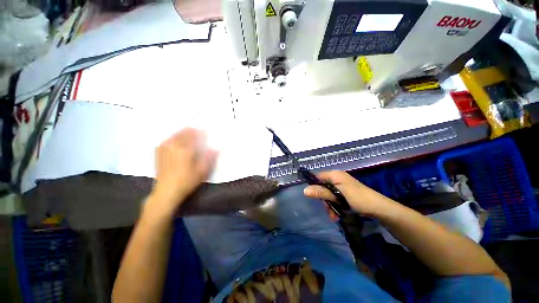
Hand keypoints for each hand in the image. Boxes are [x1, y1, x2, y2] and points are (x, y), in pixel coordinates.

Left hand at [150, 128, 216, 213]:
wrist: (167, 191)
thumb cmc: (187, 181)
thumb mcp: (202, 171)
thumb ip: (209, 158)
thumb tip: (216, 148)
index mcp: (185, 149)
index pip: (193, 135)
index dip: (200, 132)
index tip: (205, 131)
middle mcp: (173, 146)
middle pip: (182, 133)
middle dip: (190, 130)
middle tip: (197, 130)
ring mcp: (164, 149)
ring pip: (174, 135)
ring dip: (181, 133)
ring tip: (187, 133)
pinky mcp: (159, 154)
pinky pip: (166, 140)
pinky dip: (173, 138)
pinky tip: (175, 140)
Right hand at [303, 170, 393, 216]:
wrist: (379, 208)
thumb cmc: (358, 199)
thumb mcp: (338, 196)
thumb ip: (322, 192)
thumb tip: (305, 190)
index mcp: (335, 175)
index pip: (317, 176)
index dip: (312, 184)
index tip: (310, 195)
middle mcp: (337, 178)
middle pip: (322, 186)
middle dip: (323, 199)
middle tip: (327, 209)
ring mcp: (341, 185)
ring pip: (328, 193)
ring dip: (329, 205)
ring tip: (333, 215)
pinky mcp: (345, 192)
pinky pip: (334, 197)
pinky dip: (334, 205)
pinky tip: (337, 214)